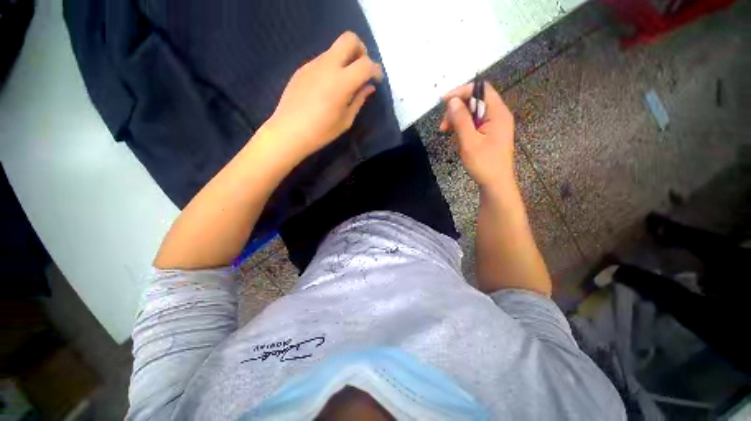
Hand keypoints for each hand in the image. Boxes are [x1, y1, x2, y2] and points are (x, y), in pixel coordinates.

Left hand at [265, 31, 383, 162]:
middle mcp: (328, 65)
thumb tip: (369, 87)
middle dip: (361, 50)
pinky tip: (327, 88)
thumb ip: (359, 100)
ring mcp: (313, 64)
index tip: (376, 80)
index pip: (366, 64)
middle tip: (362, 70)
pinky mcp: (302, 69)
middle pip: (349, 39)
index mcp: (341, 82)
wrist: (289, 131)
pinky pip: (322, 61)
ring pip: (334, 50)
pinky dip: (331, 68)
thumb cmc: (321, 131)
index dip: (376, 70)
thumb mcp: (346, 120)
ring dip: (345, 60)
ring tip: (344, 84)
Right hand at [439, 82, 514, 188]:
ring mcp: (495, 125)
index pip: (481, 90)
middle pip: (475, 101)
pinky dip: (463, 128)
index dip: (461, 92)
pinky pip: (475, 124)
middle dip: (457, 110)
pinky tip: (457, 139)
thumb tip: (452, 101)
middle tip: (443, 126)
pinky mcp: (490, 134)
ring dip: (458, 120)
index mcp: (498, 113)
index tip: (444, 102)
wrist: (495, 184)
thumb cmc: (484, 164)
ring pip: (473, 113)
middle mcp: (498, 115)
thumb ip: (461, 120)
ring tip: (447, 133)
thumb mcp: (469, 142)